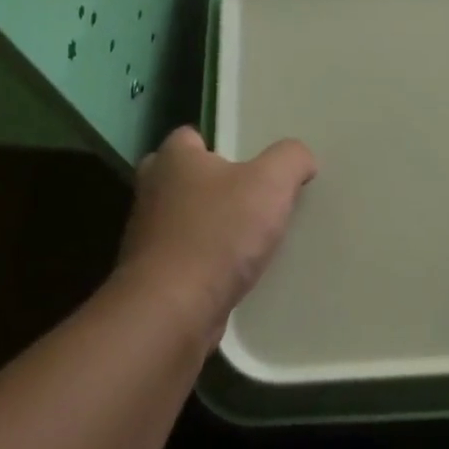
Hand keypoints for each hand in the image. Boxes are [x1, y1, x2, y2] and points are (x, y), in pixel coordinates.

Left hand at [113, 127, 316, 346]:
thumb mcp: (271, 183)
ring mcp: (146, 234)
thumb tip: (301, 159)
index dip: (222, 145)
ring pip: (184, 217)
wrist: (173, 311)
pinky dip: (204, 258)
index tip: (251, 163)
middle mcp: (152, 189)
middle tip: (251, 196)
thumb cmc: (219, 234)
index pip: (192, 136)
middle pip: (185, 176)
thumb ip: (291, 159)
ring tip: (249, 236)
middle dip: (213, 184)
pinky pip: (184, 254)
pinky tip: (233, 270)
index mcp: (173, 158)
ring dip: (209, 224)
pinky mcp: (151, 273)